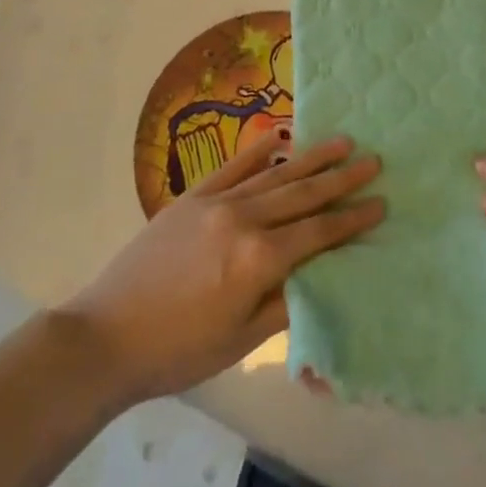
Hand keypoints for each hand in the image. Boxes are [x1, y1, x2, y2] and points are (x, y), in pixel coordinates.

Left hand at [68, 132, 382, 402]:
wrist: (105, 337)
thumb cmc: (178, 351)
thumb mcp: (240, 341)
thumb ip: (285, 304)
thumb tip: (320, 275)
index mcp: (259, 259)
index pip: (318, 233)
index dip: (352, 219)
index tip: (381, 202)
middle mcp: (244, 219)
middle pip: (303, 194)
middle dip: (342, 178)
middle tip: (374, 160)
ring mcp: (217, 202)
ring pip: (275, 174)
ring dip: (311, 157)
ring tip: (342, 141)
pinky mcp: (192, 197)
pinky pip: (233, 167)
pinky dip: (259, 151)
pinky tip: (280, 135)